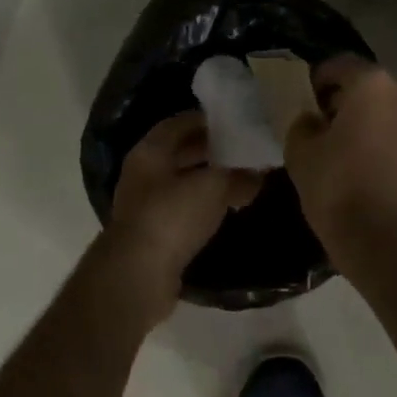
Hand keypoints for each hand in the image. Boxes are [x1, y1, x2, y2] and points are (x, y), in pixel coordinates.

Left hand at [104, 111, 261, 323]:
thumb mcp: (213, 187)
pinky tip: (226, 210)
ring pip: (182, 182)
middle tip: (244, 150)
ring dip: (208, 180)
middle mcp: (143, 173)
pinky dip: (203, 206)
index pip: (180, 123)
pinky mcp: (152, 234)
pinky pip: (182, 209)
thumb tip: (258, 173)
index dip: (208, 120)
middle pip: (180, 152)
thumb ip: (238, 175)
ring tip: (241, 179)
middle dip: (211, 150)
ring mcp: (144, 205)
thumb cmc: (172, 216)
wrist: (138, 275)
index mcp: (150, 151)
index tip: (237, 122)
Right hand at [284, 57, 396, 278]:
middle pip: (371, 90)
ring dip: (374, 127)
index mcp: (373, 85)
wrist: (391, 244)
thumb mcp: (301, 154)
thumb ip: (303, 125)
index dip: (318, 81)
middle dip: (348, 104)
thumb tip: (312, 120)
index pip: (339, 66)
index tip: (306, 102)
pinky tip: (376, 175)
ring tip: (353, 155)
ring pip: (393, 116)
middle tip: (326, 130)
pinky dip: (393, 150)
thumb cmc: (339, 190)